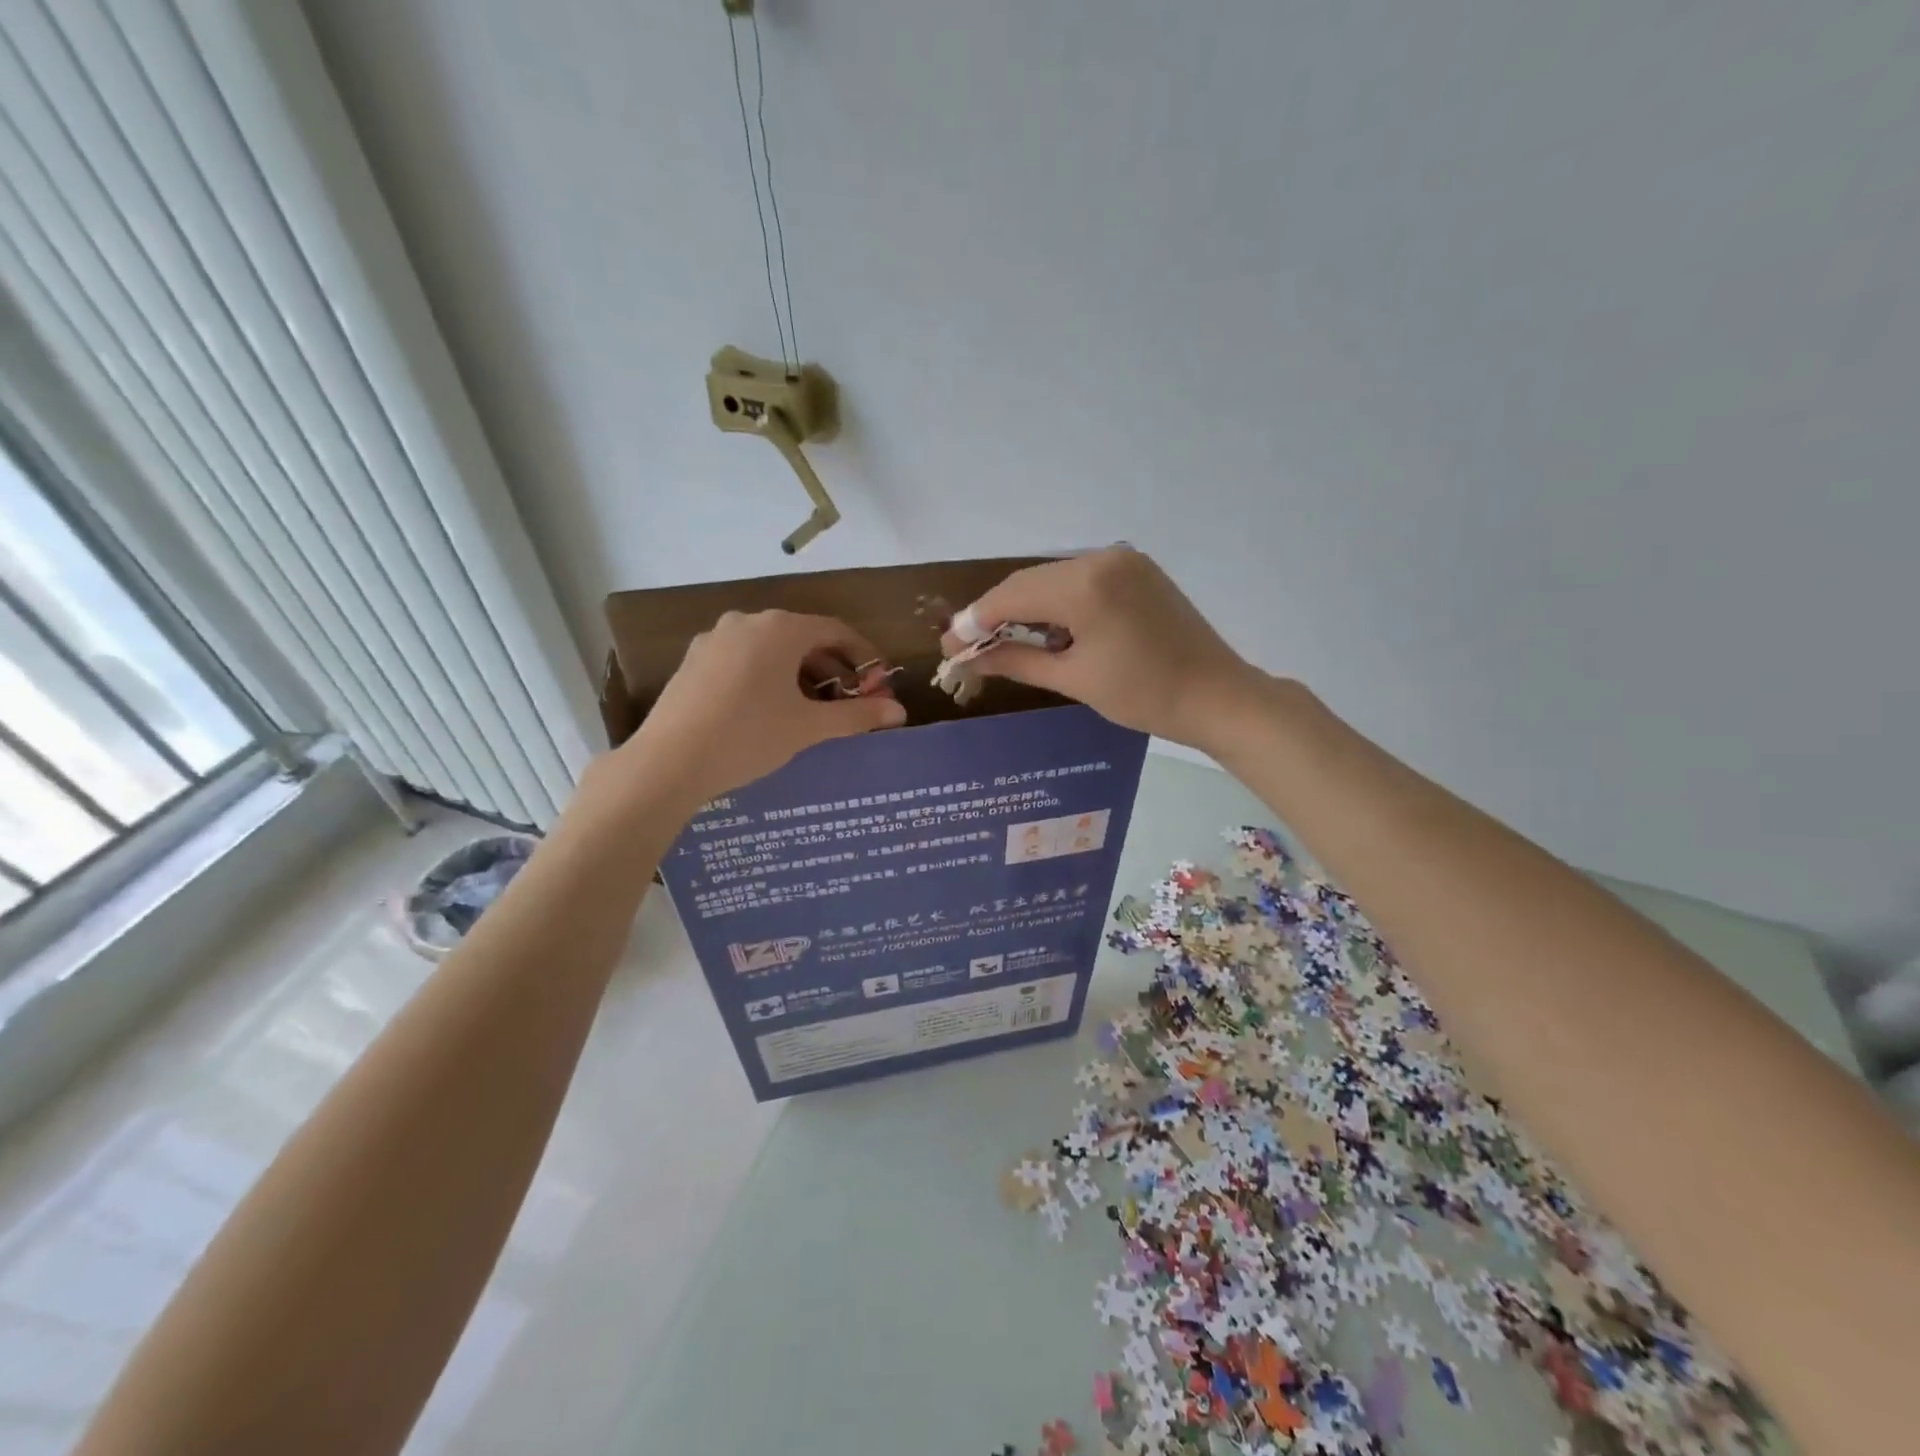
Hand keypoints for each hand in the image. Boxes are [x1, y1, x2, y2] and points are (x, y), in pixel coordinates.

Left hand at [616, 610, 904, 811]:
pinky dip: (769, 676)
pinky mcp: (694, 661)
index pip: (836, 631)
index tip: (880, 683)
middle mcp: (747, 622)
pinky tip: (771, 709)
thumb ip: (858, 716)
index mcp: (780, 629)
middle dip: (834, 668)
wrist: (668, 762)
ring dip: (801, 674)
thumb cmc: (749, 737)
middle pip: (804, 638)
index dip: (864, 656)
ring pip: (772, 649)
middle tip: (852, 701)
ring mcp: (715, 639)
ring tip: (814, 709)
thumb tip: (900, 712)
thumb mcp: (809, 727)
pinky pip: (745, 659)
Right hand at [939, 547, 1265, 749]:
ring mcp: (1123, 559)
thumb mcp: (1074, 679)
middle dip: (996, 612)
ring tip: (1003, 640)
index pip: (1012, 595)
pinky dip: (1057, 601)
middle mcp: (1102, 558)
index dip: (975, 620)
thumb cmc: (1144, 696)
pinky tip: (1047, 628)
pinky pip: (1081, 579)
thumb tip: (968, 657)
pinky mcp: (1137, 569)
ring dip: (1025, 606)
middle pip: (1030, 581)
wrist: (1217, 695)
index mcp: (1086, 585)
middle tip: (969, 645)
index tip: (950, 645)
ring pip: (1053, 578)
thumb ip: (1016, 660)